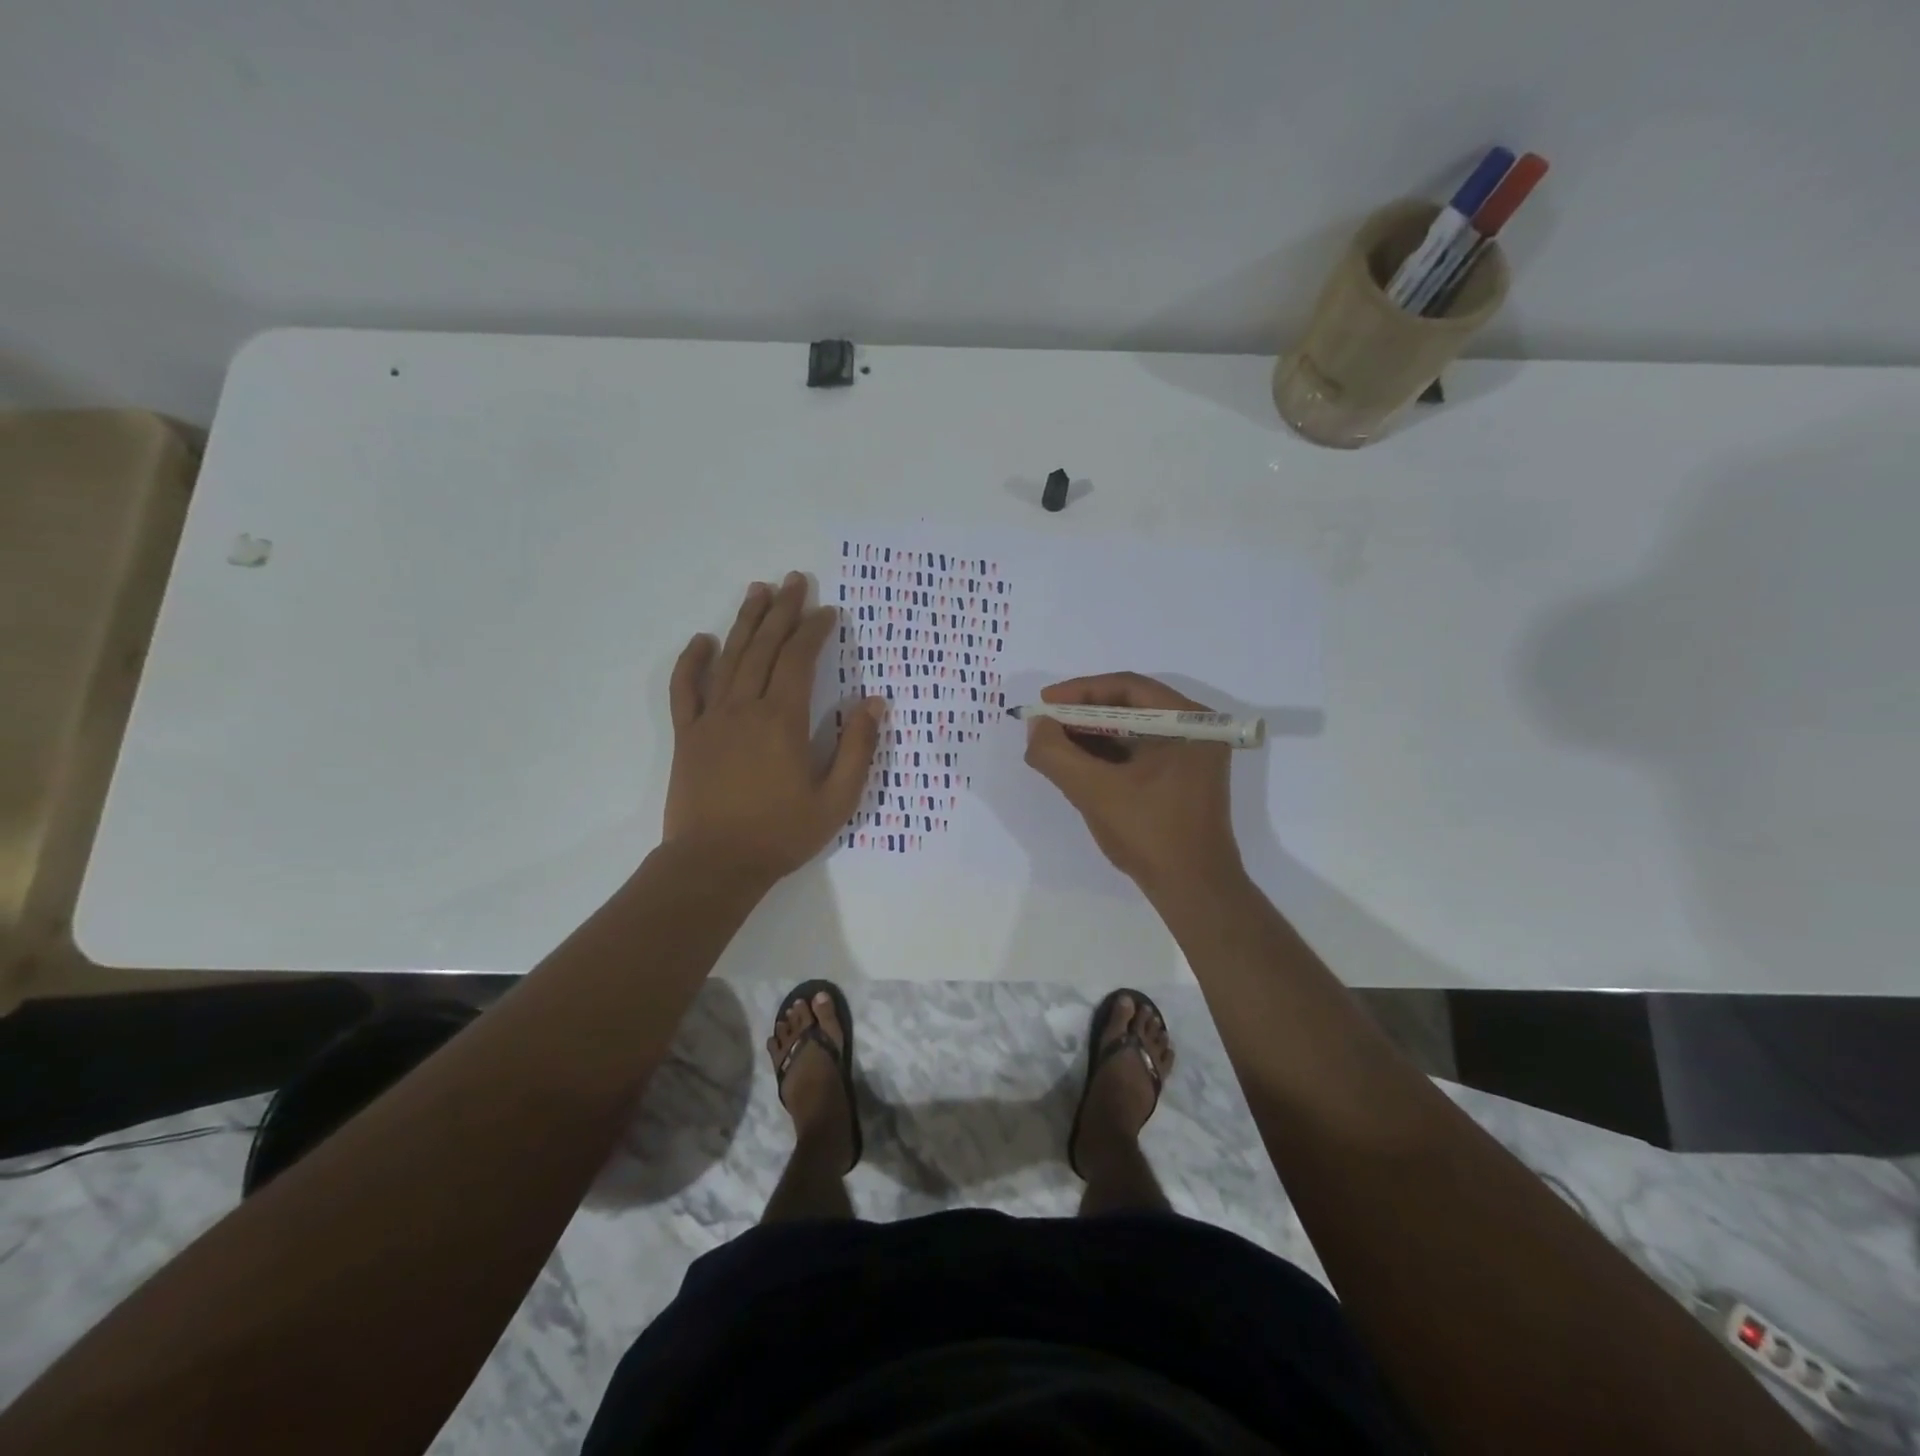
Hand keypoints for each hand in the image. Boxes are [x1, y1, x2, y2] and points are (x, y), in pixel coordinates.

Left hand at [664, 573, 883, 884]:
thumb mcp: (836, 800)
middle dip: (782, 611)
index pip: (799, 659)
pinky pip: (685, 689)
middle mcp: (745, 707)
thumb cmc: (781, 834)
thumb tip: (873, 703)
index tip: (828, 611)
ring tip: (758, 591)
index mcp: (783, 720)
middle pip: (764, 647)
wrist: (714, 864)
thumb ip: (857, 749)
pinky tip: (701, 640)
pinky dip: (692, 662)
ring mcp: (711, 719)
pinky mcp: (688, 735)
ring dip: (745, 622)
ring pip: (729, 658)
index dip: (815, 630)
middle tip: (794, 580)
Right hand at [1023, 672, 1242, 898]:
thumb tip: (1036, 726)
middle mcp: (1195, 730)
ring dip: (1092, 736)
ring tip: (1054, 746)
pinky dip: (1107, 756)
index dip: (1080, 692)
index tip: (1044, 703)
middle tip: (1045, 725)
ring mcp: (1191, 756)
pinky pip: (1139, 753)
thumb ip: (1056, 754)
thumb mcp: (1094, 791)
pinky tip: (1078, 766)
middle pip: (1130, 706)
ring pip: (1132, 731)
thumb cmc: (1150, 834)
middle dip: (1083, 715)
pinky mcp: (1181, 779)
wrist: (1194, 891)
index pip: (1127, 687)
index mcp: (1188, 721)